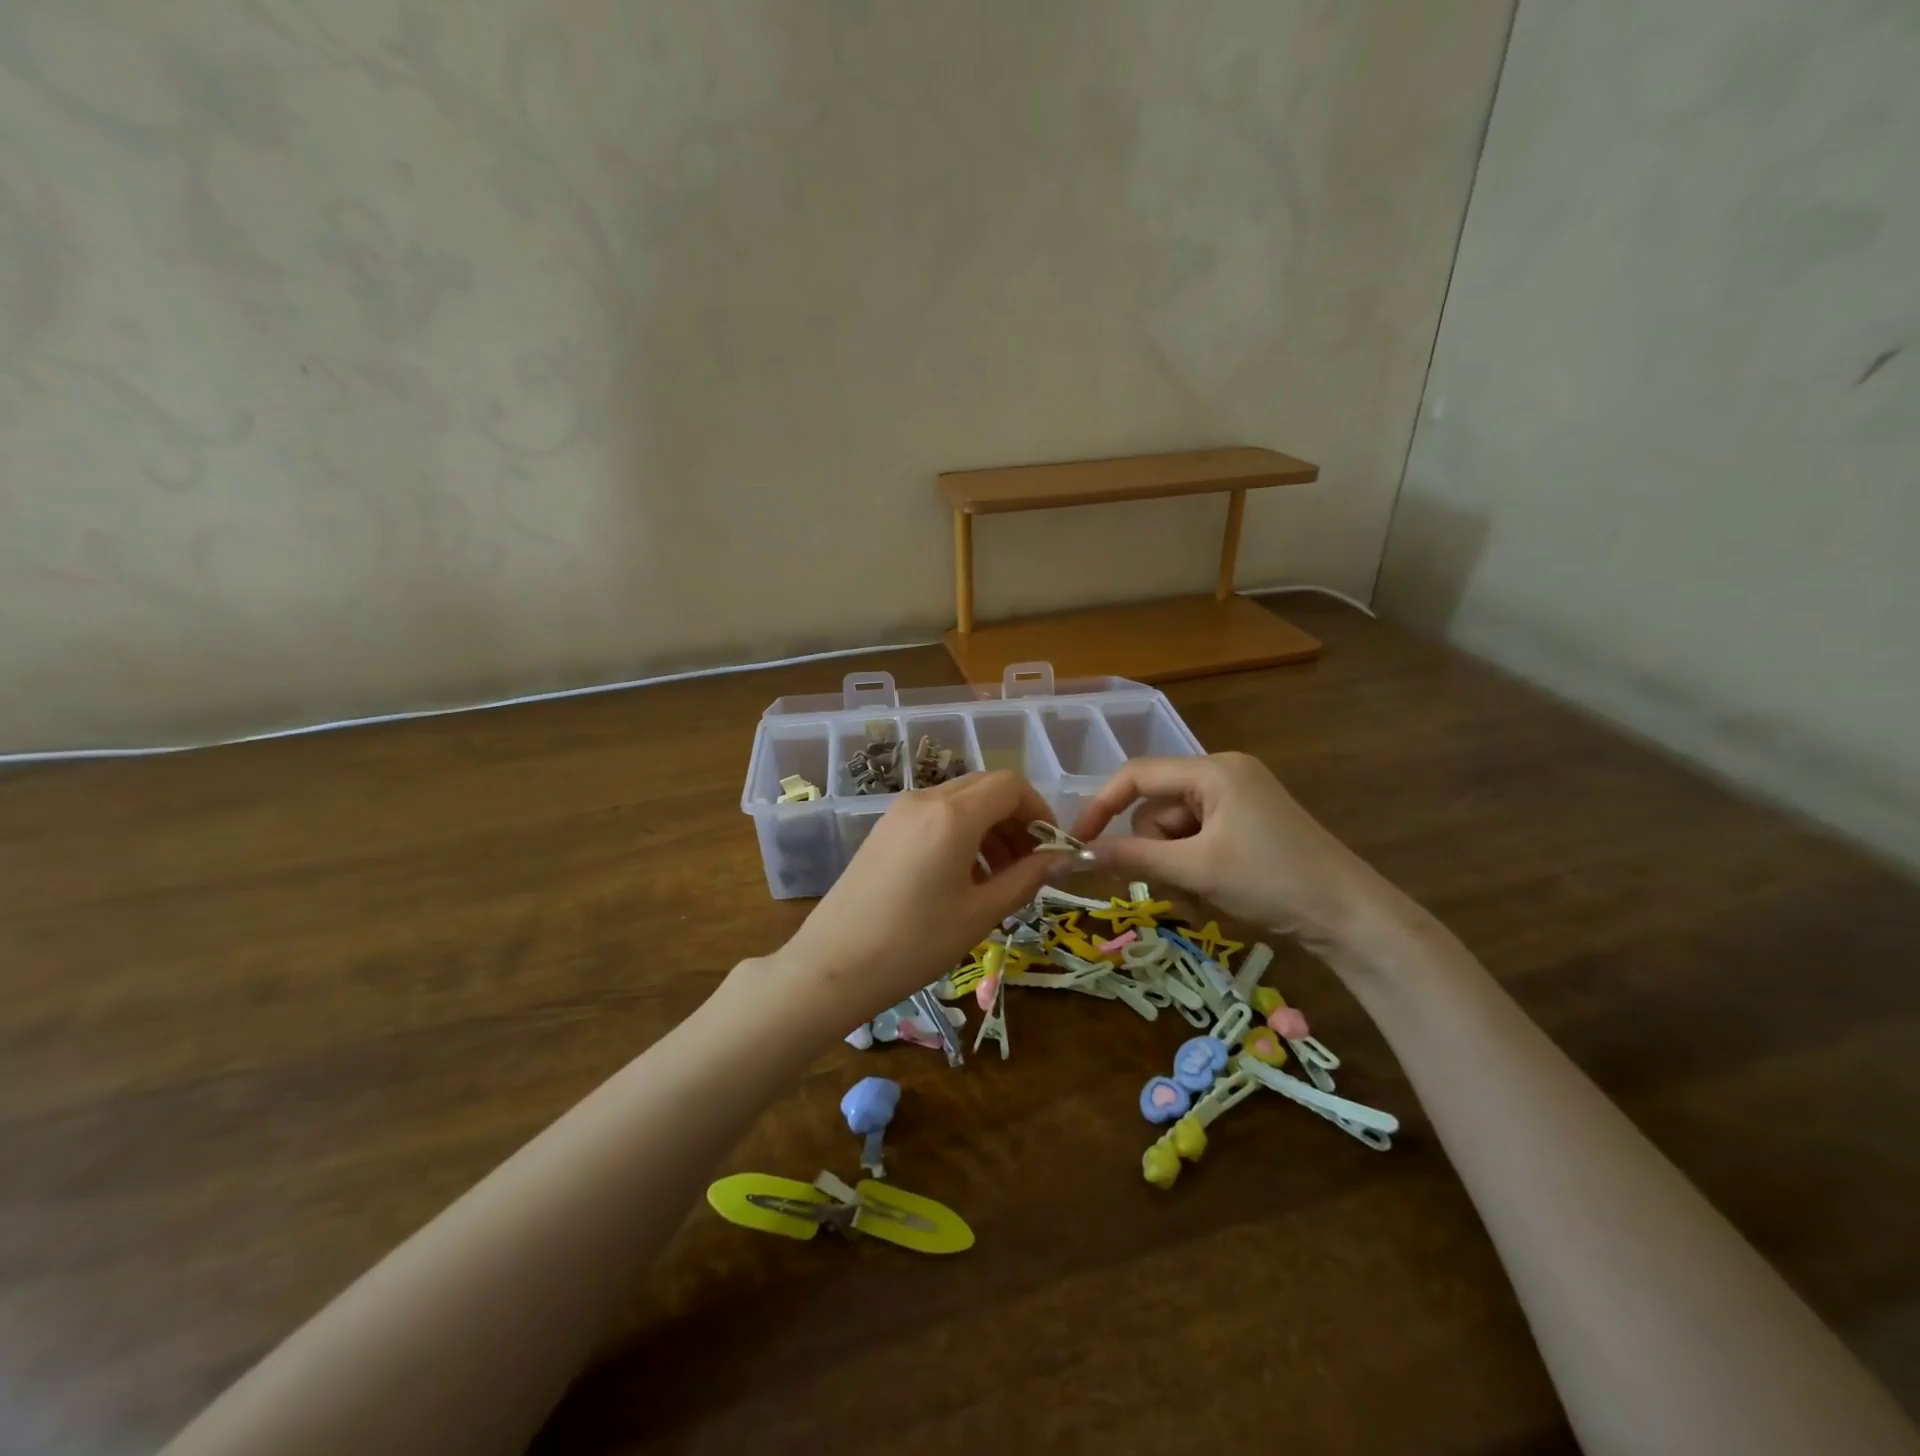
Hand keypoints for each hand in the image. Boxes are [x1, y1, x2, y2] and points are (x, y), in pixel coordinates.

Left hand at [777, 771, 1059, 1025]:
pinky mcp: (885, 828)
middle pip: (986, 788)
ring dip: (990, 828)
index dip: (1040, 809)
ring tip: (1000, 877)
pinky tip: (964, 876)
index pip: (1011, 785)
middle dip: (1016, 819)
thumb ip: (1026, 878)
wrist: (834, 965)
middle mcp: (926, 799)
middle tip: (1030, 864)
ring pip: (961, 801)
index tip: (1051, 847)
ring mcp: (900, 811)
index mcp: (953, 814)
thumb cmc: (915, 942)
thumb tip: (1061, 859)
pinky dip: (962, 833)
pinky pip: (935, 816)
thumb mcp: (981, 913)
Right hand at [1070, 752, 1385, 950]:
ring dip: (1175, 869)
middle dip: (1156, 853)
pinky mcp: (1246, 827)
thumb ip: (1132, 858)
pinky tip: (1213, 899)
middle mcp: (1223, 776)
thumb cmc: (1272, 881)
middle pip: (1156, 809)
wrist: (1352, 918)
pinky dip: (1194, 871)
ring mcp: (1237, 801)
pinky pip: (1197, 842)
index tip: (1078, 842)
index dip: (1101, 806)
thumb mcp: (1195, 870)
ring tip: (1200, 900)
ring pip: (1174, 832)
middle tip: (1175, 888)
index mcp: (1213, 770)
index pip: (1137, 776)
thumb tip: (1075, 856)